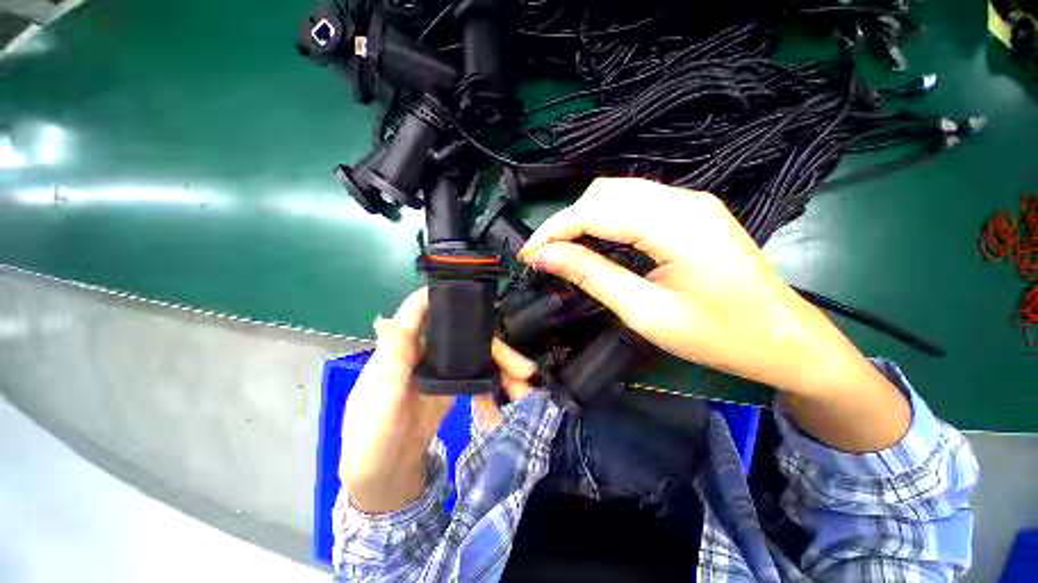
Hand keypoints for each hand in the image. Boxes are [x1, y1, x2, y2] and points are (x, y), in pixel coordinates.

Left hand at [340, 288, 537, 513]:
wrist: (383, 476)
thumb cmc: (370, 437)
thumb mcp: (378, 401)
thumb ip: (391, 363)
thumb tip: (392, 319)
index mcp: (402, 346)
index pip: (420, 308)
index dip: (444, 294)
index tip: (477, 292)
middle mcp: (425, 349)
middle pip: (465, 335)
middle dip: (496, 349)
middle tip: (525, 370)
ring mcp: (442, 367)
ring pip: (478, 356)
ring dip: (502, 371)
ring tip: (523, 392)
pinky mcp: (453, 386)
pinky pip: (479, 380)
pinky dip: (491, 394)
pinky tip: (497, 416)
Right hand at [519, 178, 909, 451]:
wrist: (787, 340)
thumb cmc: (721, 337)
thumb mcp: (647, 313)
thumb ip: (592, 277)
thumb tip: (544, 258)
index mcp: (675, 224)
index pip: (594, 210)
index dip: (554, 230)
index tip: (527, 255)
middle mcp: (683, 200)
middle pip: (604, 193)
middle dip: (565, 222)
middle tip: (543, 256)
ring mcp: (691, 203)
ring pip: (618, 194)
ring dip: (583, 219)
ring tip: (561, 250)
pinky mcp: (692, 213)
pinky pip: (635, 204)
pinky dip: (605, 220)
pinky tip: (594, 242)